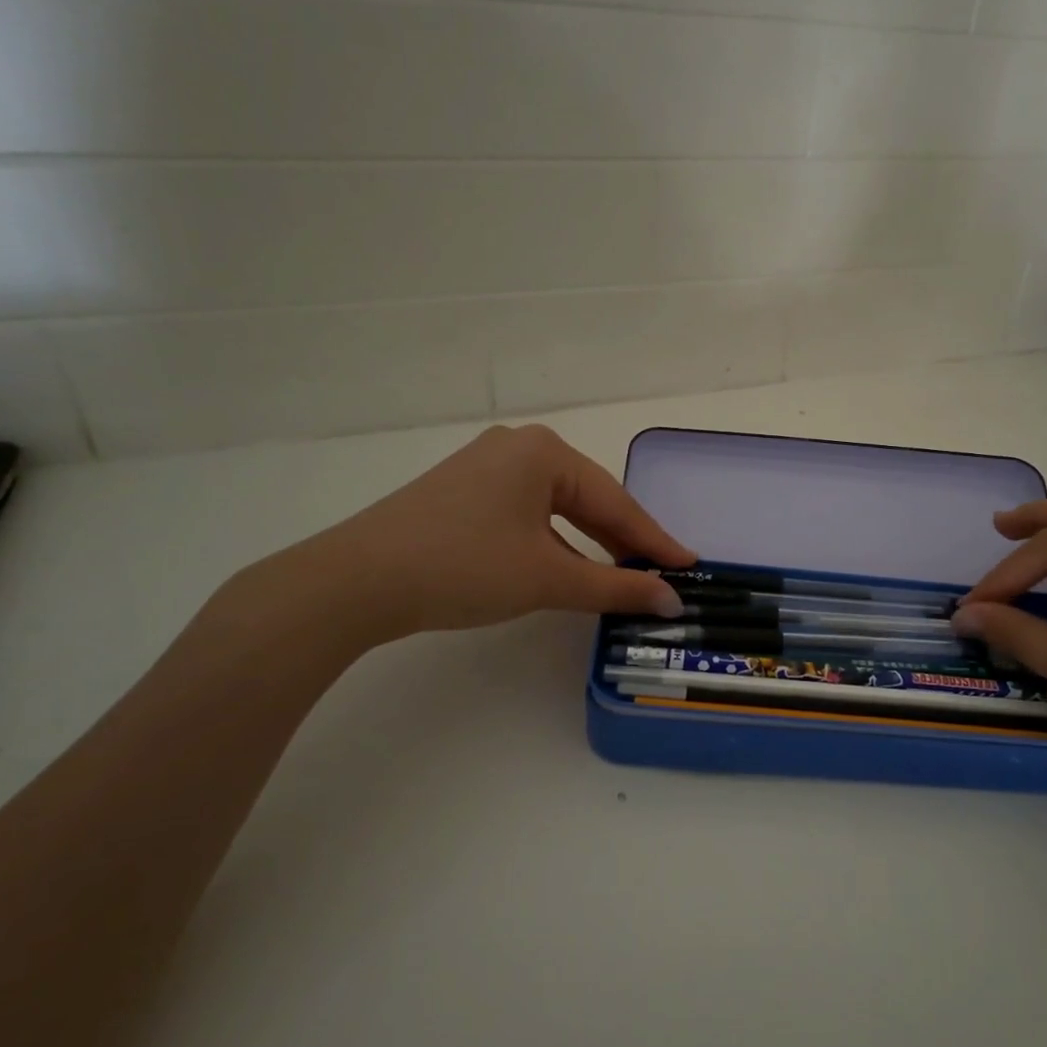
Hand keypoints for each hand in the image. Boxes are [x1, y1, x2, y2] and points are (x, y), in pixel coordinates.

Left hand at [246, 424, 693, 654]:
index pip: (616, 503)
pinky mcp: (462, 492)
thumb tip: (671, 599)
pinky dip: (553, 542)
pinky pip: (526, 514)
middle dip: (623, 542)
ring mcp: (485, 467)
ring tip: (619, 577)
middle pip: (588, 500)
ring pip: (557, 508)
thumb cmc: (465, 567)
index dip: (655, 542)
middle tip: (658, 576)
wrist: (357, 581)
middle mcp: (518, 447)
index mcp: (544, 452)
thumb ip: (615, 587)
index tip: (690, 566)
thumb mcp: (548, 578)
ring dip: (588, 544)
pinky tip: (565, 567)